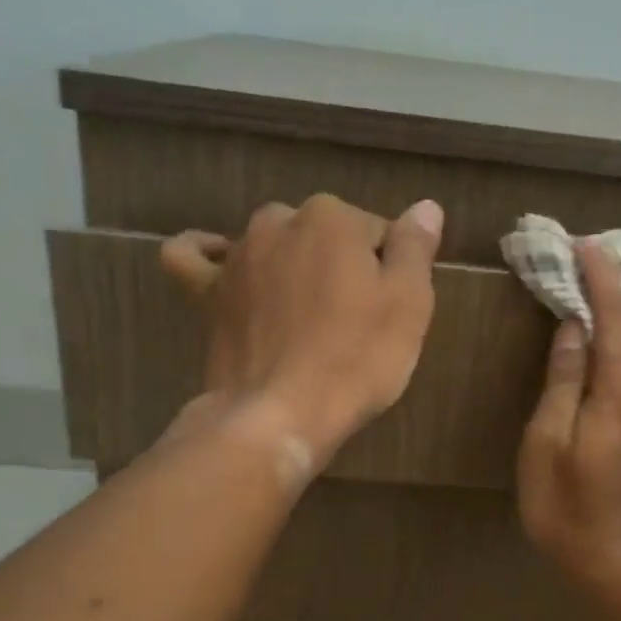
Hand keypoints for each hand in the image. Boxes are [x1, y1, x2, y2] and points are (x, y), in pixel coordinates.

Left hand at [160, 193, 443, 466]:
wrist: (279, 413)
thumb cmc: (355, 360)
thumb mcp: (408, 304)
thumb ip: (416, 247)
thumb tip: (426, 206)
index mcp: (333, 218)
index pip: (376, 232)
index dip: (390, 272)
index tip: (391, 311)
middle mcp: (279, 222)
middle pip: (325, 235)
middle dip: (341, 265)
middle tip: (354, 319)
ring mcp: (238, 256)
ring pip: (275, 245)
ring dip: (292, 265)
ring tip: (307, 314)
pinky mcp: (207, 292)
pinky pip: (194, 257)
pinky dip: (206, 252)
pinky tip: (218, 256)